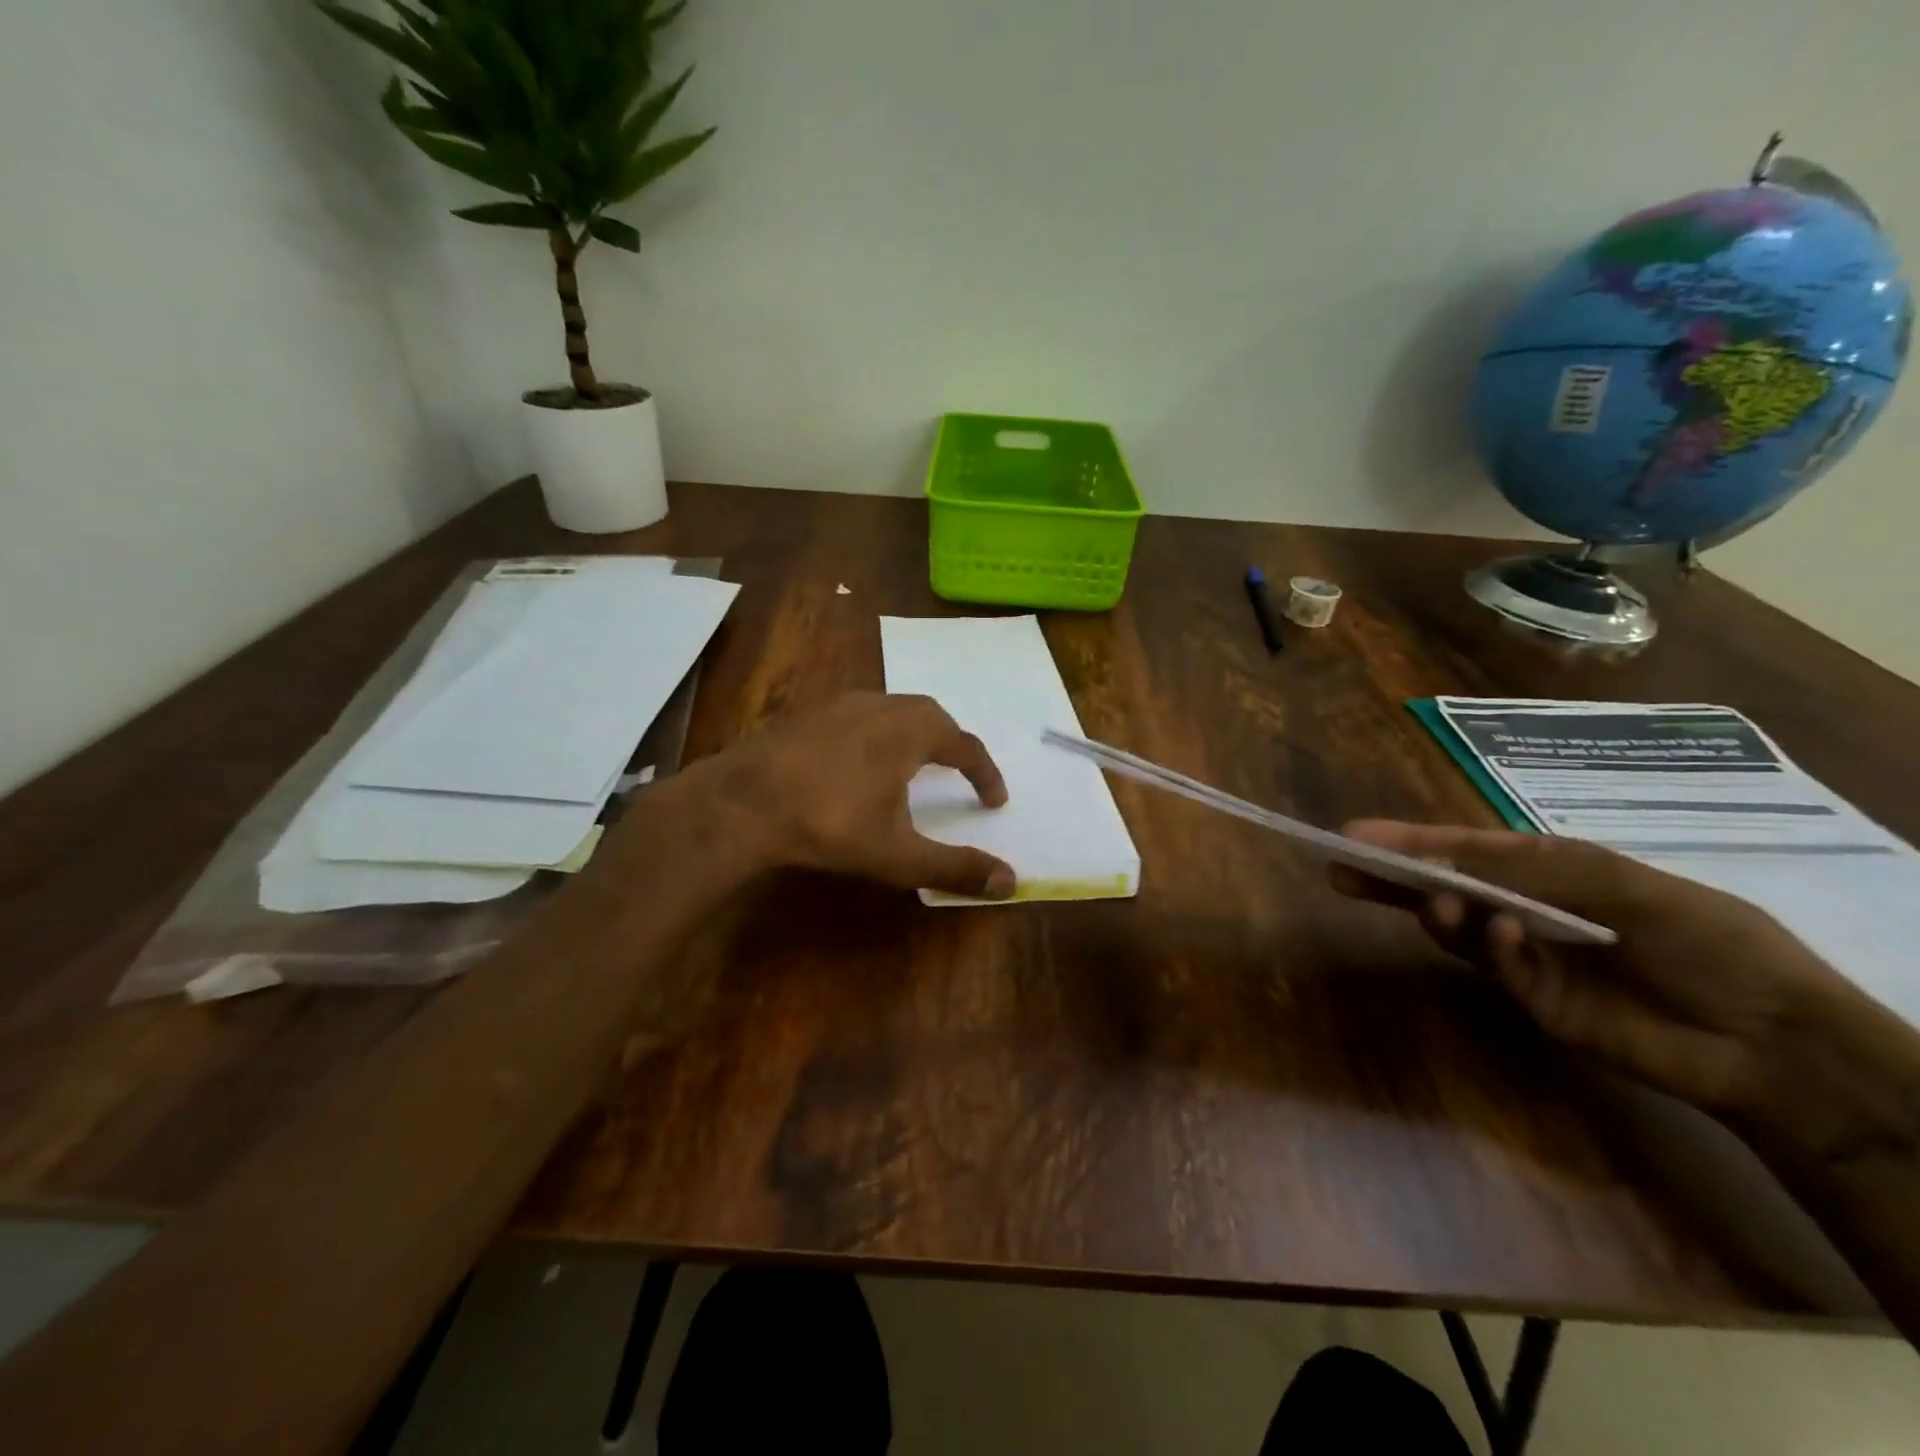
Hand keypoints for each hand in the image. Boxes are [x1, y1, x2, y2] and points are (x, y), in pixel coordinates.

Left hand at [683, 692, 1015, 899]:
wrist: (741, 803)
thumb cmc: (830, 824)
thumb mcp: (898, 855)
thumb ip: (954, 867)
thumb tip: (1011, 883)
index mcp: (910, 732)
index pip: (965, 746)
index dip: (985, 773)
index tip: (994, 800)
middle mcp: (880, 707)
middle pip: (930, 715)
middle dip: (951, 742)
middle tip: (959, 771)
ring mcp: (838, 705)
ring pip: (891, 709)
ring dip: (912, 733)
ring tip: (913, 764)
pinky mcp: (806, 714)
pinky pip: (857, 716)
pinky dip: (875, 734)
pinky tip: (858, 762)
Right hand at [1328, 822, 1880, 1134]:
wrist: (1773, 1038)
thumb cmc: (1703, 937)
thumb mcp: (1617, 883)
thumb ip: (1527, 873)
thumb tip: (1445, 870)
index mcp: (1548, 869)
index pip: (1462, 847)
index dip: (1408, 838)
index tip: (1354, 835)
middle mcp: (1525, 907)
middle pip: (1443, 885)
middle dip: (1393, 875)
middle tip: (1341, 869)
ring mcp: (1525, 955)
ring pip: (1458, 926)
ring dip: (1440, 910)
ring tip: (1436, 903)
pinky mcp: (1532, 1000)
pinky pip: (1497, 968)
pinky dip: (1493, 951)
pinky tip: (1501, 938)